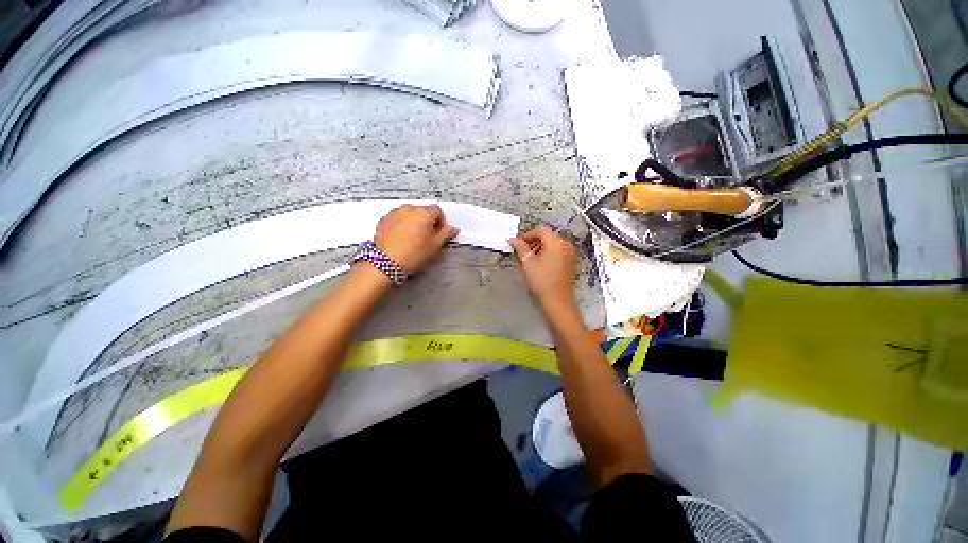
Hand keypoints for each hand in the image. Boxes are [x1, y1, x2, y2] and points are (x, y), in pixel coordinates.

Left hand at [374, 204, 458, 273]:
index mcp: (424, 212)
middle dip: (427, 221)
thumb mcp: (435, 246)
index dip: (441, 222)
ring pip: (409, 214)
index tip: (439, 233)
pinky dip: (401, 225)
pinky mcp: (383, 220)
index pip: (438, 211)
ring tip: (413, 239)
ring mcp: (394, 213)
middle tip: (427, 238)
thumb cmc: (413, 254)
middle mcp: (409, 208)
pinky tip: (401, 239)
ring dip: (414, 222)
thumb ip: (446, 234)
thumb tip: (452, 228)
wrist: (386, 263)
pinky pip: (397, 219)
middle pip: (423, 211)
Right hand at [509, 227, 576, 307]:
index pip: (540, 231)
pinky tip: (540, 263)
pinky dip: (548, 253)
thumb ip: (520, 247)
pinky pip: (558, 251)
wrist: (557, 300)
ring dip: (540, 247)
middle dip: (534, 241)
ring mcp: (570, 253)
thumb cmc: (542, 281)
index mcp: (556, 242)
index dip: (527, 235)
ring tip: (529, 257)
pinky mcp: (571, 262)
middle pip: (548, 236)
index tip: (518, 243)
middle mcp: (566, 244)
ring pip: (553, 244)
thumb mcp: (527, 262)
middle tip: (522, 250)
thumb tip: (513, 239)